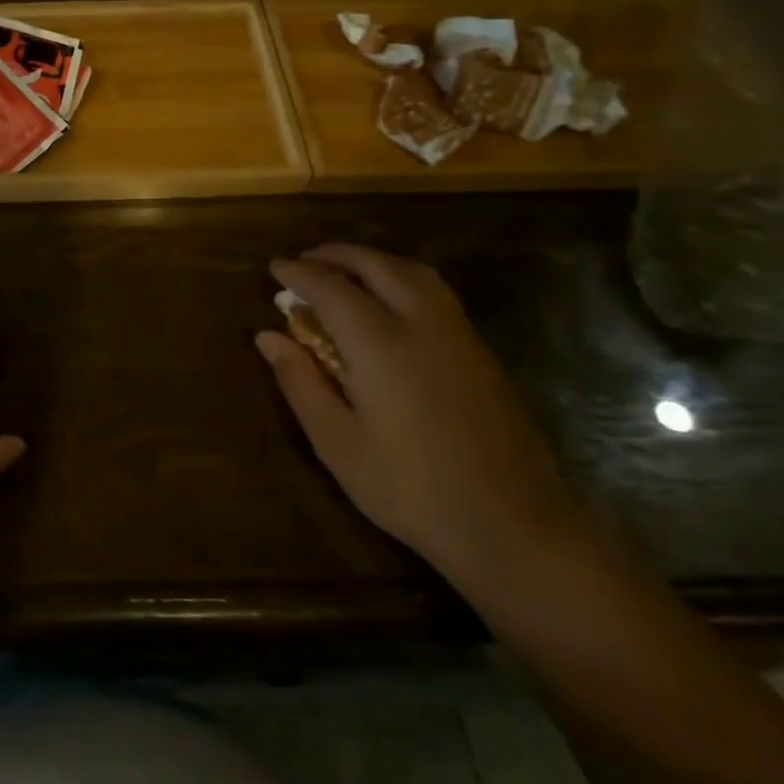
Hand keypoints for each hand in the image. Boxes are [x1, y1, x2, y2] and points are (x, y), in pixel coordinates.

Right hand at [256, 245, 584, 591]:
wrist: (516, 528)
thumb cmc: (412, 489)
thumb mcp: (338, 443)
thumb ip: (300, 382)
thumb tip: (267, 337)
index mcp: (381, 345)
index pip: (331, 288)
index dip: (299, 273)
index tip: (274, 267)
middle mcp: (422, 325)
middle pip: (376, 265)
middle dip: (337, 254)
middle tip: (306, 260)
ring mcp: (459, 335)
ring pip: (413, 272)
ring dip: (373, 260)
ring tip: (345, 271)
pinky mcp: (481, 351)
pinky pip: (436, 292)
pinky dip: (401, 277)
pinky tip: (389, 301)